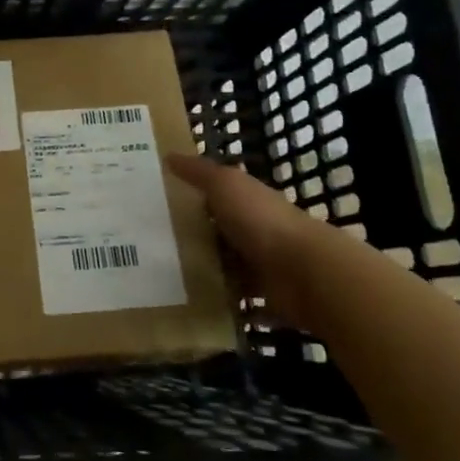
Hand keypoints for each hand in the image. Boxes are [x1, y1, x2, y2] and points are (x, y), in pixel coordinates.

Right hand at [166, 153, 329, 324]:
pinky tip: (195, 305)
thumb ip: (199, 172)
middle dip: (195, 236)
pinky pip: (240, 299)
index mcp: (249, 200)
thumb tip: (169, 156)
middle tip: (154, 244)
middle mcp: (258, 230)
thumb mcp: (225, 185)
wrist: (304, 272)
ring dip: (207, 271)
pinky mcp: (268, 296)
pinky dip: (225, 303)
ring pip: (229, 266)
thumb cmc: (261, 220)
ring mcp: (265, 265)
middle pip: (222, 231)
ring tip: (167, 278)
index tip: (160, 203)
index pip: (219, 195)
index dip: (193, 196)